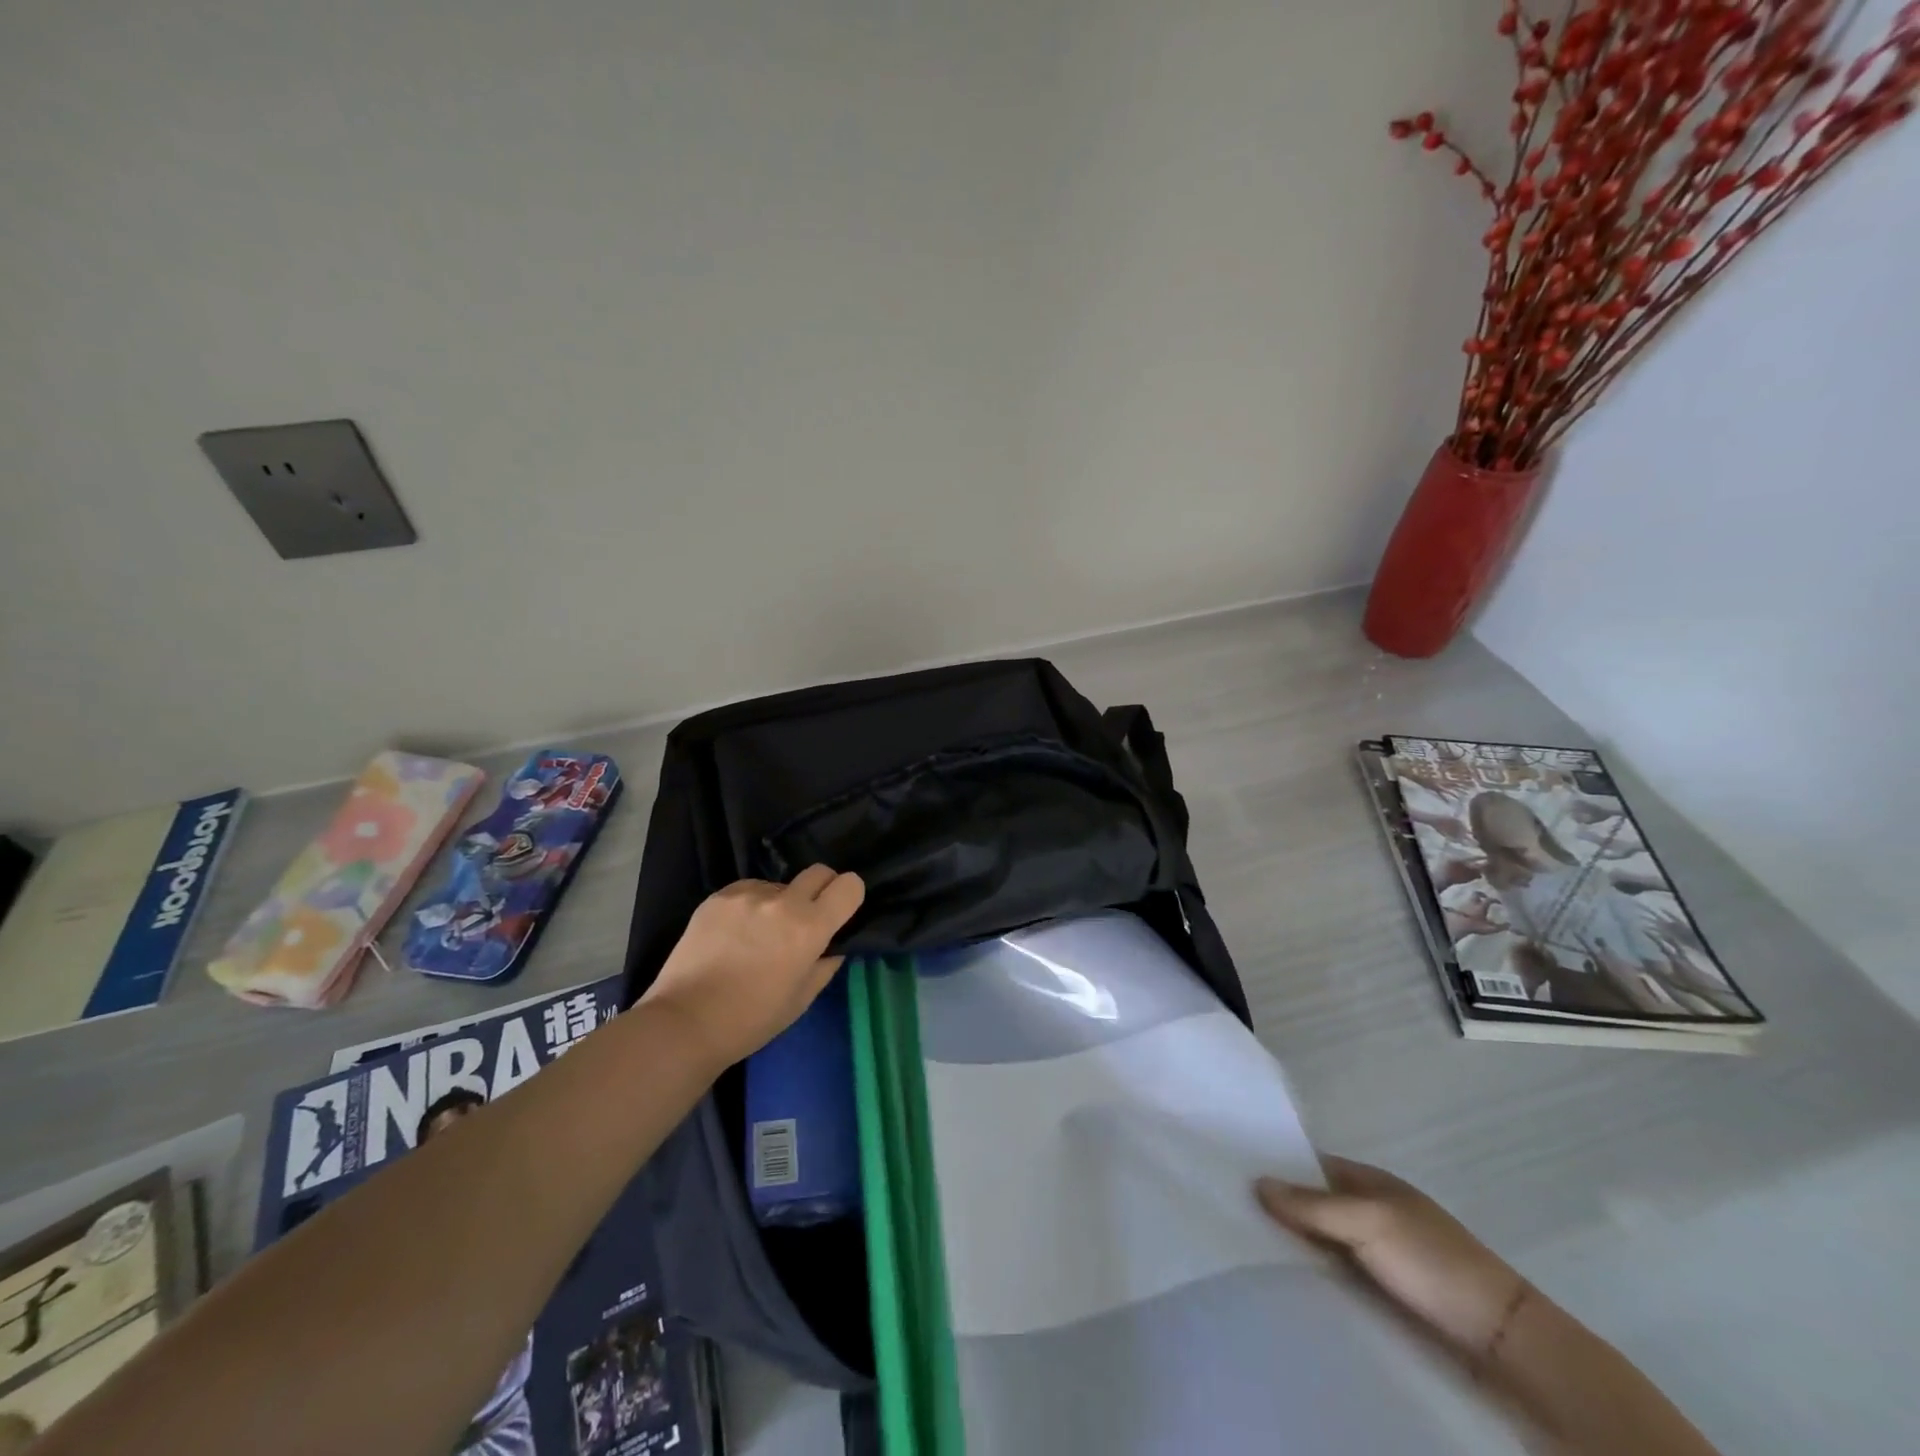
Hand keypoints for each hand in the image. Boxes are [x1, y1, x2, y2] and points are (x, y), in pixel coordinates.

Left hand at [639, 866, 865, 1070]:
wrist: (685, 1022)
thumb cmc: (751, 1020)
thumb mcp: (802, 999)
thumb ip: (826, 963)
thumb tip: (833, 943)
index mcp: (809, 928)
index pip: (849, 885)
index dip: (849, 896)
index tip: (840, 913)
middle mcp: (782, 902)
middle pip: (819, 872)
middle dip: (821, 890)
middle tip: (807, 919)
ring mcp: (747, 895)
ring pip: (780, 885)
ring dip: (780, 903)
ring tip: (759, 935)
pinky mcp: (718, 896)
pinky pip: (749, 890)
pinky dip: (751, 906)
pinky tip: (735, 934)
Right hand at [1256, 1157, 1527, 1366]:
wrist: (1499, 1340)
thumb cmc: (1433, 1262)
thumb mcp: (1370, 1222)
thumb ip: (1313, 1204)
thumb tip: (1256, 1181)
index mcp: (1370, 1182)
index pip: (1310, 1165)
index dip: (1275, 1166)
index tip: (1230, 1172)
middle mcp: (1370, 1212)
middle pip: (1312, 1205)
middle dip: (1276, 1209)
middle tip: (1224, 1212)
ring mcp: (1377, 1255)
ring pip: (1320, 1243)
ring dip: (1291, 1246)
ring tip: (1239, 1247)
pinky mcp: (1381, 1295)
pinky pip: (1334, 1277)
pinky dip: (1311, 1277)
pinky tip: (1279, 1282)